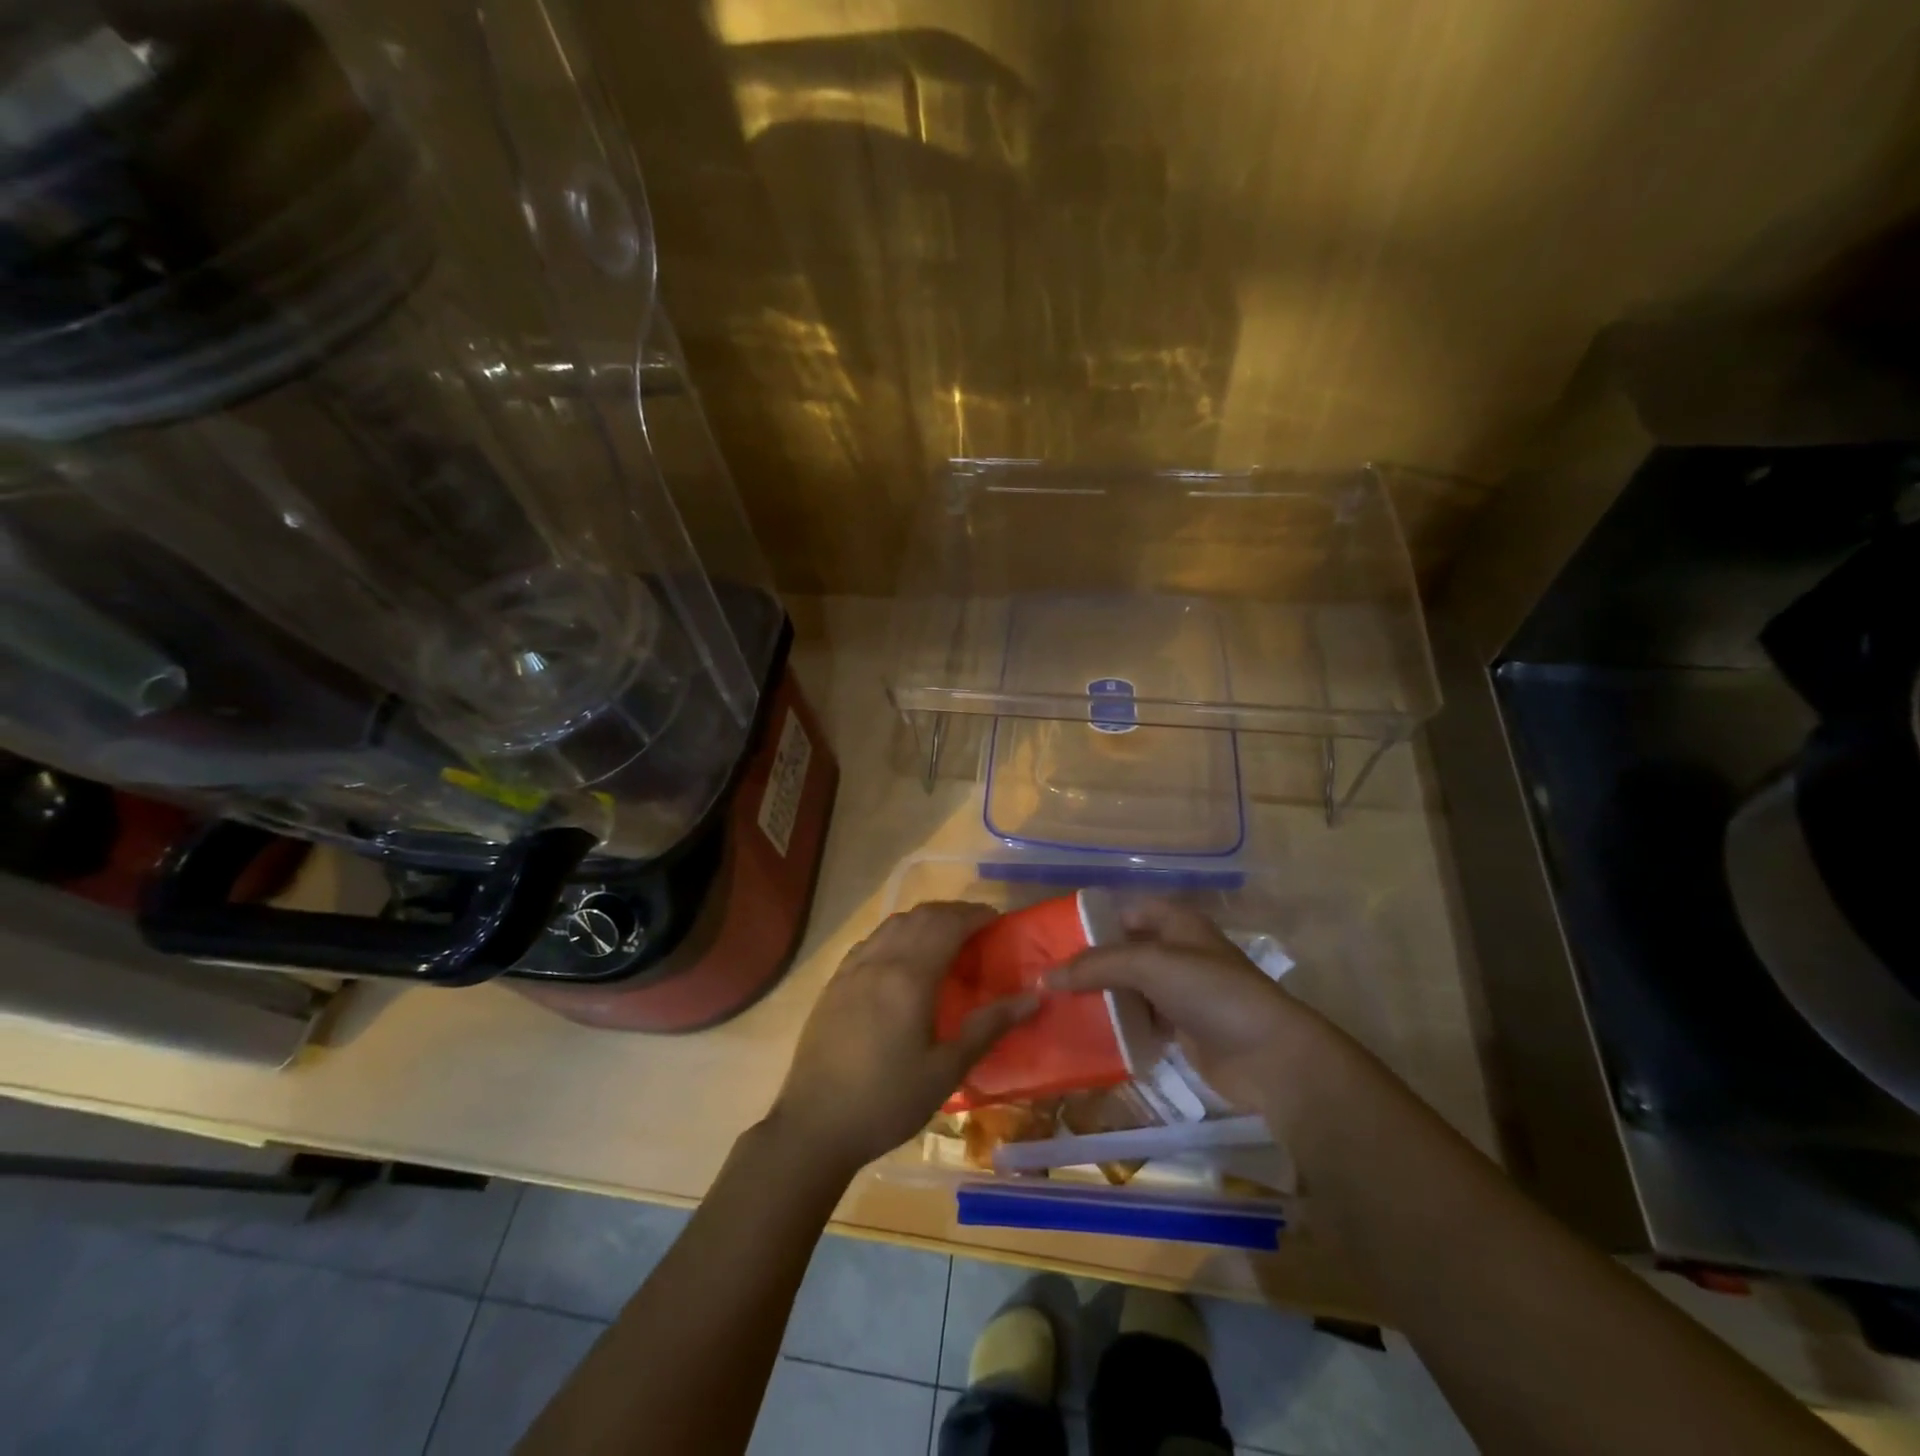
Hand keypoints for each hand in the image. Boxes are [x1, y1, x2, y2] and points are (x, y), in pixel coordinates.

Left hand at [767, 901, 1037, 1173]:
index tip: (997, 920)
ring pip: (893, 924)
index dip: (974, 915)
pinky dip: (896, 933)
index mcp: (909, 977)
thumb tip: (1033, 998)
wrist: (814, 1126)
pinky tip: (902, 955)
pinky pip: (871, 940)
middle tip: (978, 927)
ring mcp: (852, 969)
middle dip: (952, 913)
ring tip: (945, 936)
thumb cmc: (887, 1101)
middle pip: (920, 917)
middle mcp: (879, 961)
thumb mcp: (945, 1071)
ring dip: (923, 919)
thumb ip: (988, 1027)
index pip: (947, 925)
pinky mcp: (834, 982)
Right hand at [1046, 898, 1329, 1111]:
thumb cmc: (1210, 992)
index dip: (1092, 922)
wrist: (1268, 1055)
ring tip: (1056, 1007)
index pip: (1125, 912)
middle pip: (1124, 952)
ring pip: (1130, 990)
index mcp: (1176, 923)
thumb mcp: (1149, 965)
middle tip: (1046, 978)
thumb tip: (1044, 976)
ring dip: (1100, 998)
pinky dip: (1117, 1027)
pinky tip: (1086, 1035)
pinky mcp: (1182, 1031)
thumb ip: (1096, 966)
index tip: (1053, 940)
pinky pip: (1140, 1023)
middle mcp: (1178, 952)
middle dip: (1089, 965)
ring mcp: (1181, 993)